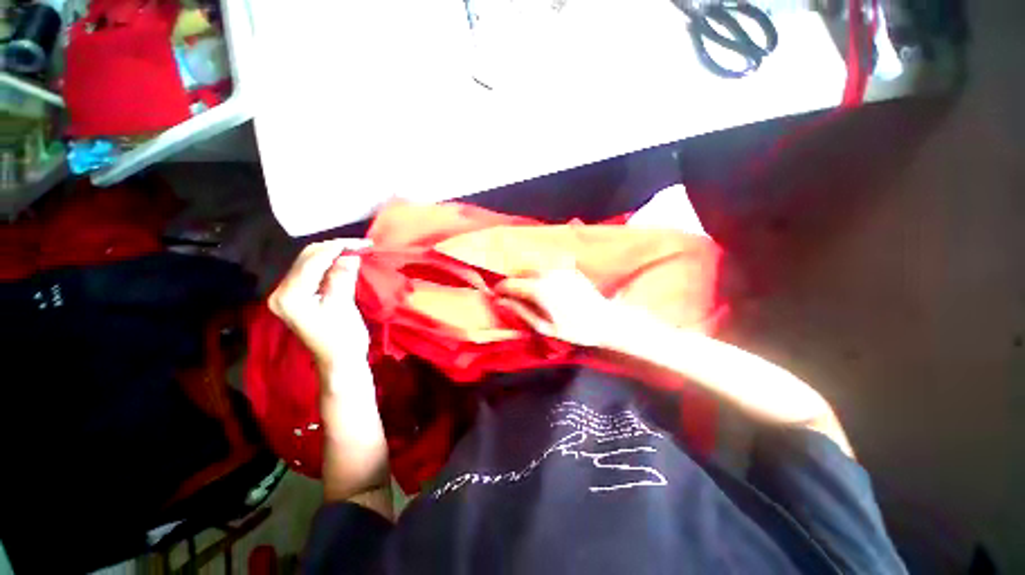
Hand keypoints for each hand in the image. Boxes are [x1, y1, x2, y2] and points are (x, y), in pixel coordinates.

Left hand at [269, 239, 370, 370]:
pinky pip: (313, 272)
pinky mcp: (299, 297)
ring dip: (333, 255)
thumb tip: (350, 254)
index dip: (337, 248)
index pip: (312, 261)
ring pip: (310, 263)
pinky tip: (344, 261)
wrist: (339, 361)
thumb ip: (342, 277)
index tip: (362, 243)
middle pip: (307, 259)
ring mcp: (288, 294)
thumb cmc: (342, 338)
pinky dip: (330, 264)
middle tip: (361, 245)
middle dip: (334, 248)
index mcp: (289, 296)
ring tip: (356, 251)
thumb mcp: (343, 306)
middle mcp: (282, 292)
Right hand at [495, 268, 615, 347]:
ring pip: (535, 263)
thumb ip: (521, 312)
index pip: (511, 283)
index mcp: (539, 289)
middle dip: (513, 278)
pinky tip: (543, 278)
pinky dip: (541, 267)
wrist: (605, 321)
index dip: (501, 288)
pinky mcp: (570, 268)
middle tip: (511, 291)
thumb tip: (501, 301)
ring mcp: (560, 268)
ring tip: (525, 284)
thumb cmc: (575, 330)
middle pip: (522, 269)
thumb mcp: (545, 328)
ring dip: (526, 271)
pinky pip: (549, 262)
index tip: (496, 294)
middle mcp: (547, 273)